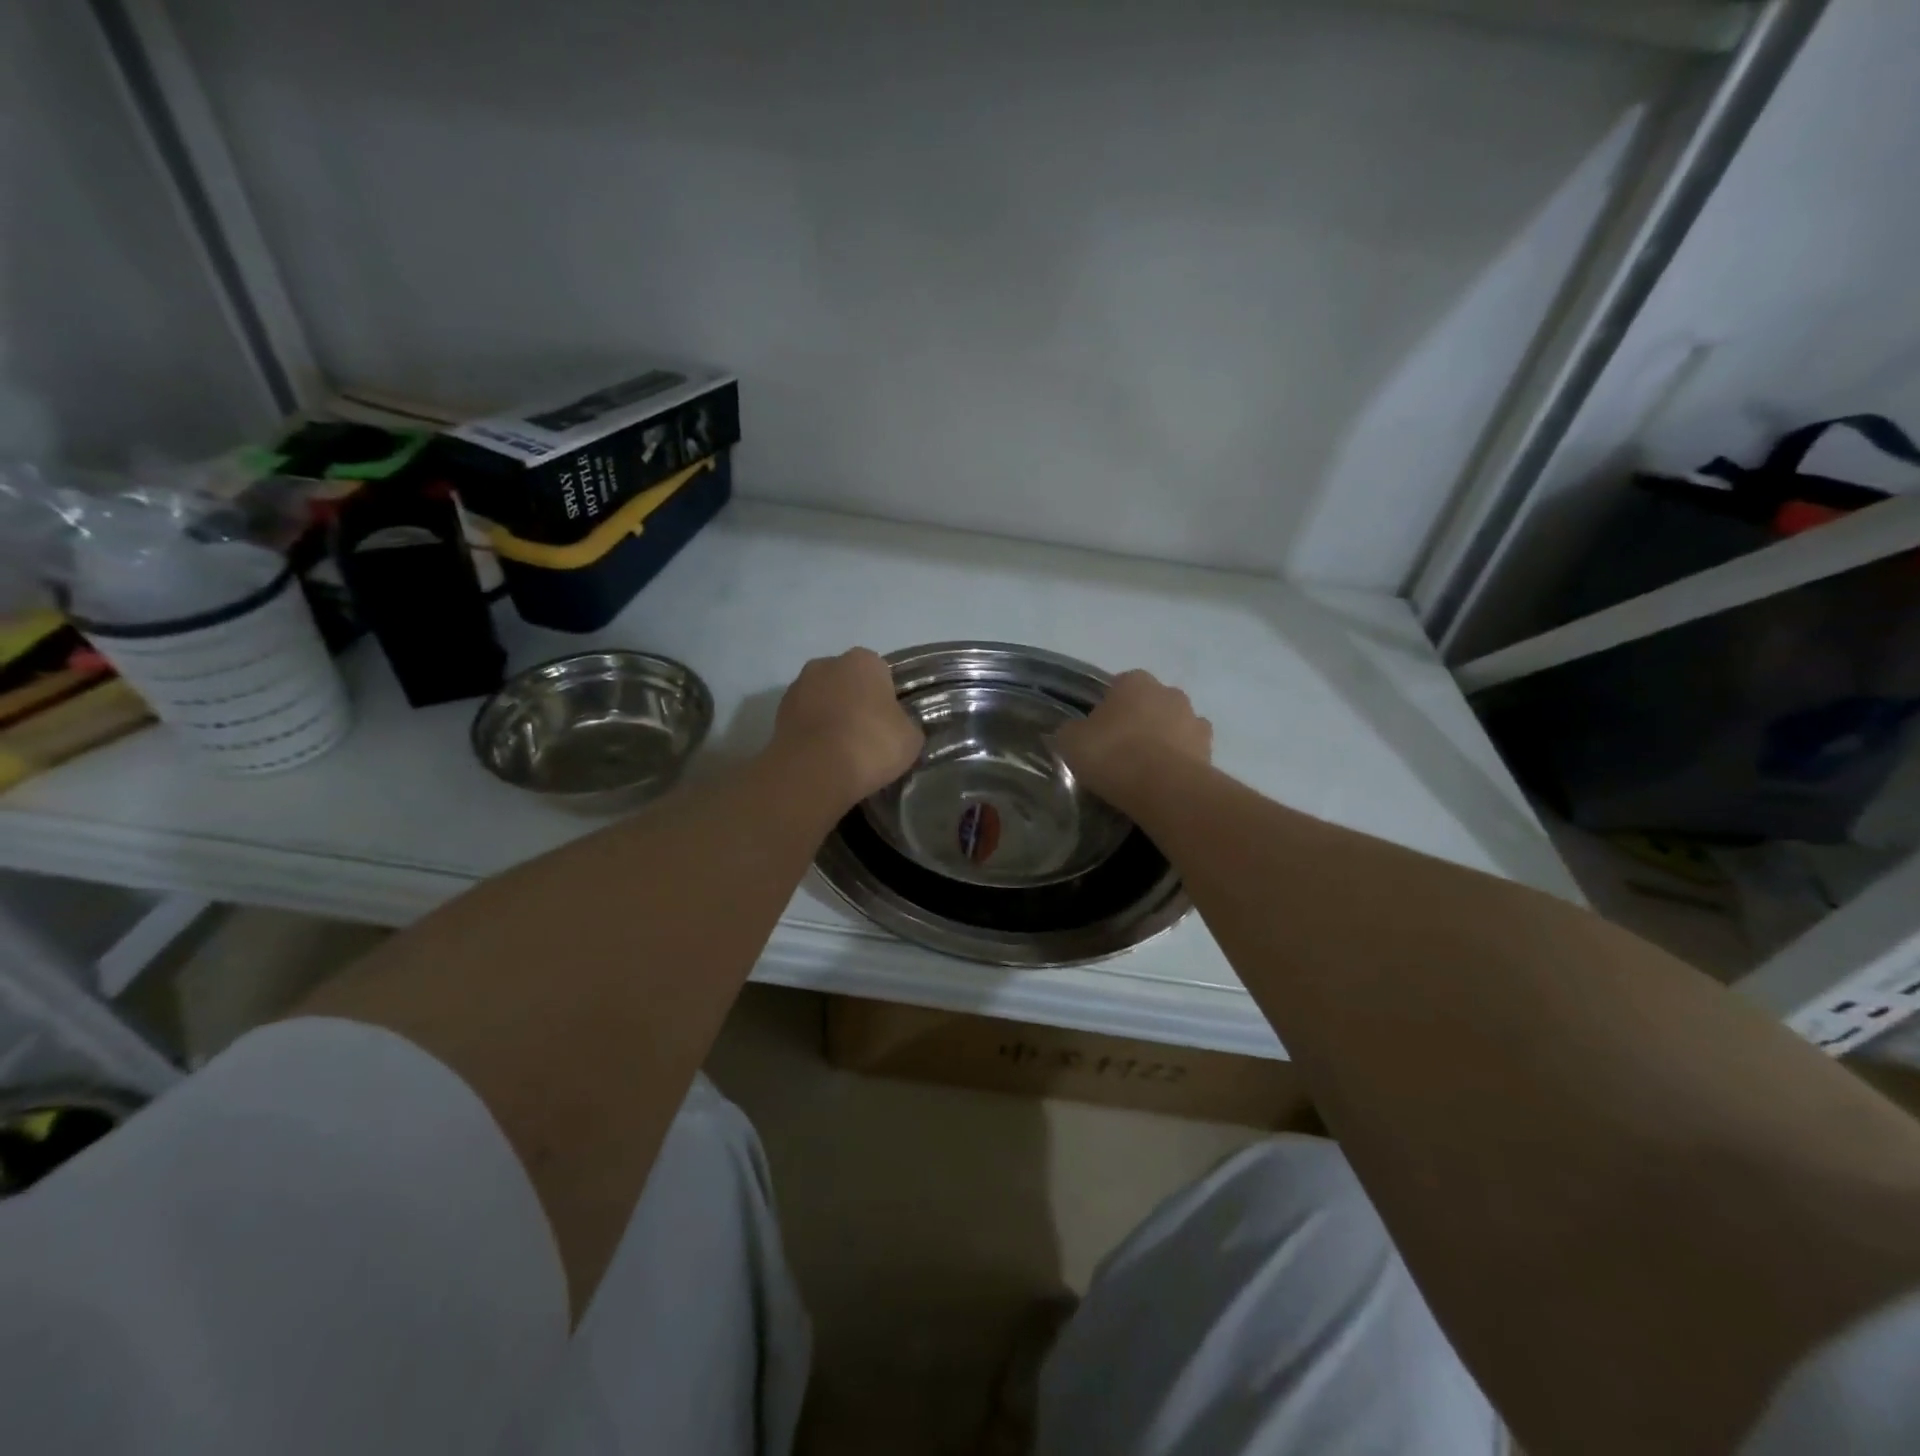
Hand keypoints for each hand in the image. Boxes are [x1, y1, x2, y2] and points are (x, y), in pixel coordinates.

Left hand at [772, 648, 923, 804]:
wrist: (815, 770)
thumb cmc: (871, 743)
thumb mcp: (910, 738)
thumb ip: (906, 724)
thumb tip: (897, 727)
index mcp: (864, 660)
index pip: (880, 673)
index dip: (886, 698)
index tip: (889, 724)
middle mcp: (826, 664)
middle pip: (847, 682)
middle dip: (854, 703)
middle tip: (866, 736)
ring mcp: (797, 687)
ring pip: (822, 700)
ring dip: (830, 718)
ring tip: (842, 752)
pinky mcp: (777, 715)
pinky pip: (804, 722)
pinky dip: (812, 735)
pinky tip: (823, 759)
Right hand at [1056, 670, 1211, 807]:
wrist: (1163, 787)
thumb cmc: (1112, 754)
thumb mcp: (1071, 741)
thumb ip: (1073, 730)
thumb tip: (1076, 731)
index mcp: (1135, 681)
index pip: (1119, 685)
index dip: (1108, 707)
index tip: (1098, 731)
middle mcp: (1169, 692)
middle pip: (1150, 703)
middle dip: (1139, 720)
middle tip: (1120, 750)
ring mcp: (1194, 719)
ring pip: (1173, 725)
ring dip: (1163, 739)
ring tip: (1145, 770)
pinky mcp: (1210, 749)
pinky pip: (1189, 751)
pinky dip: (1180, 761)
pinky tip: (1165, 781)